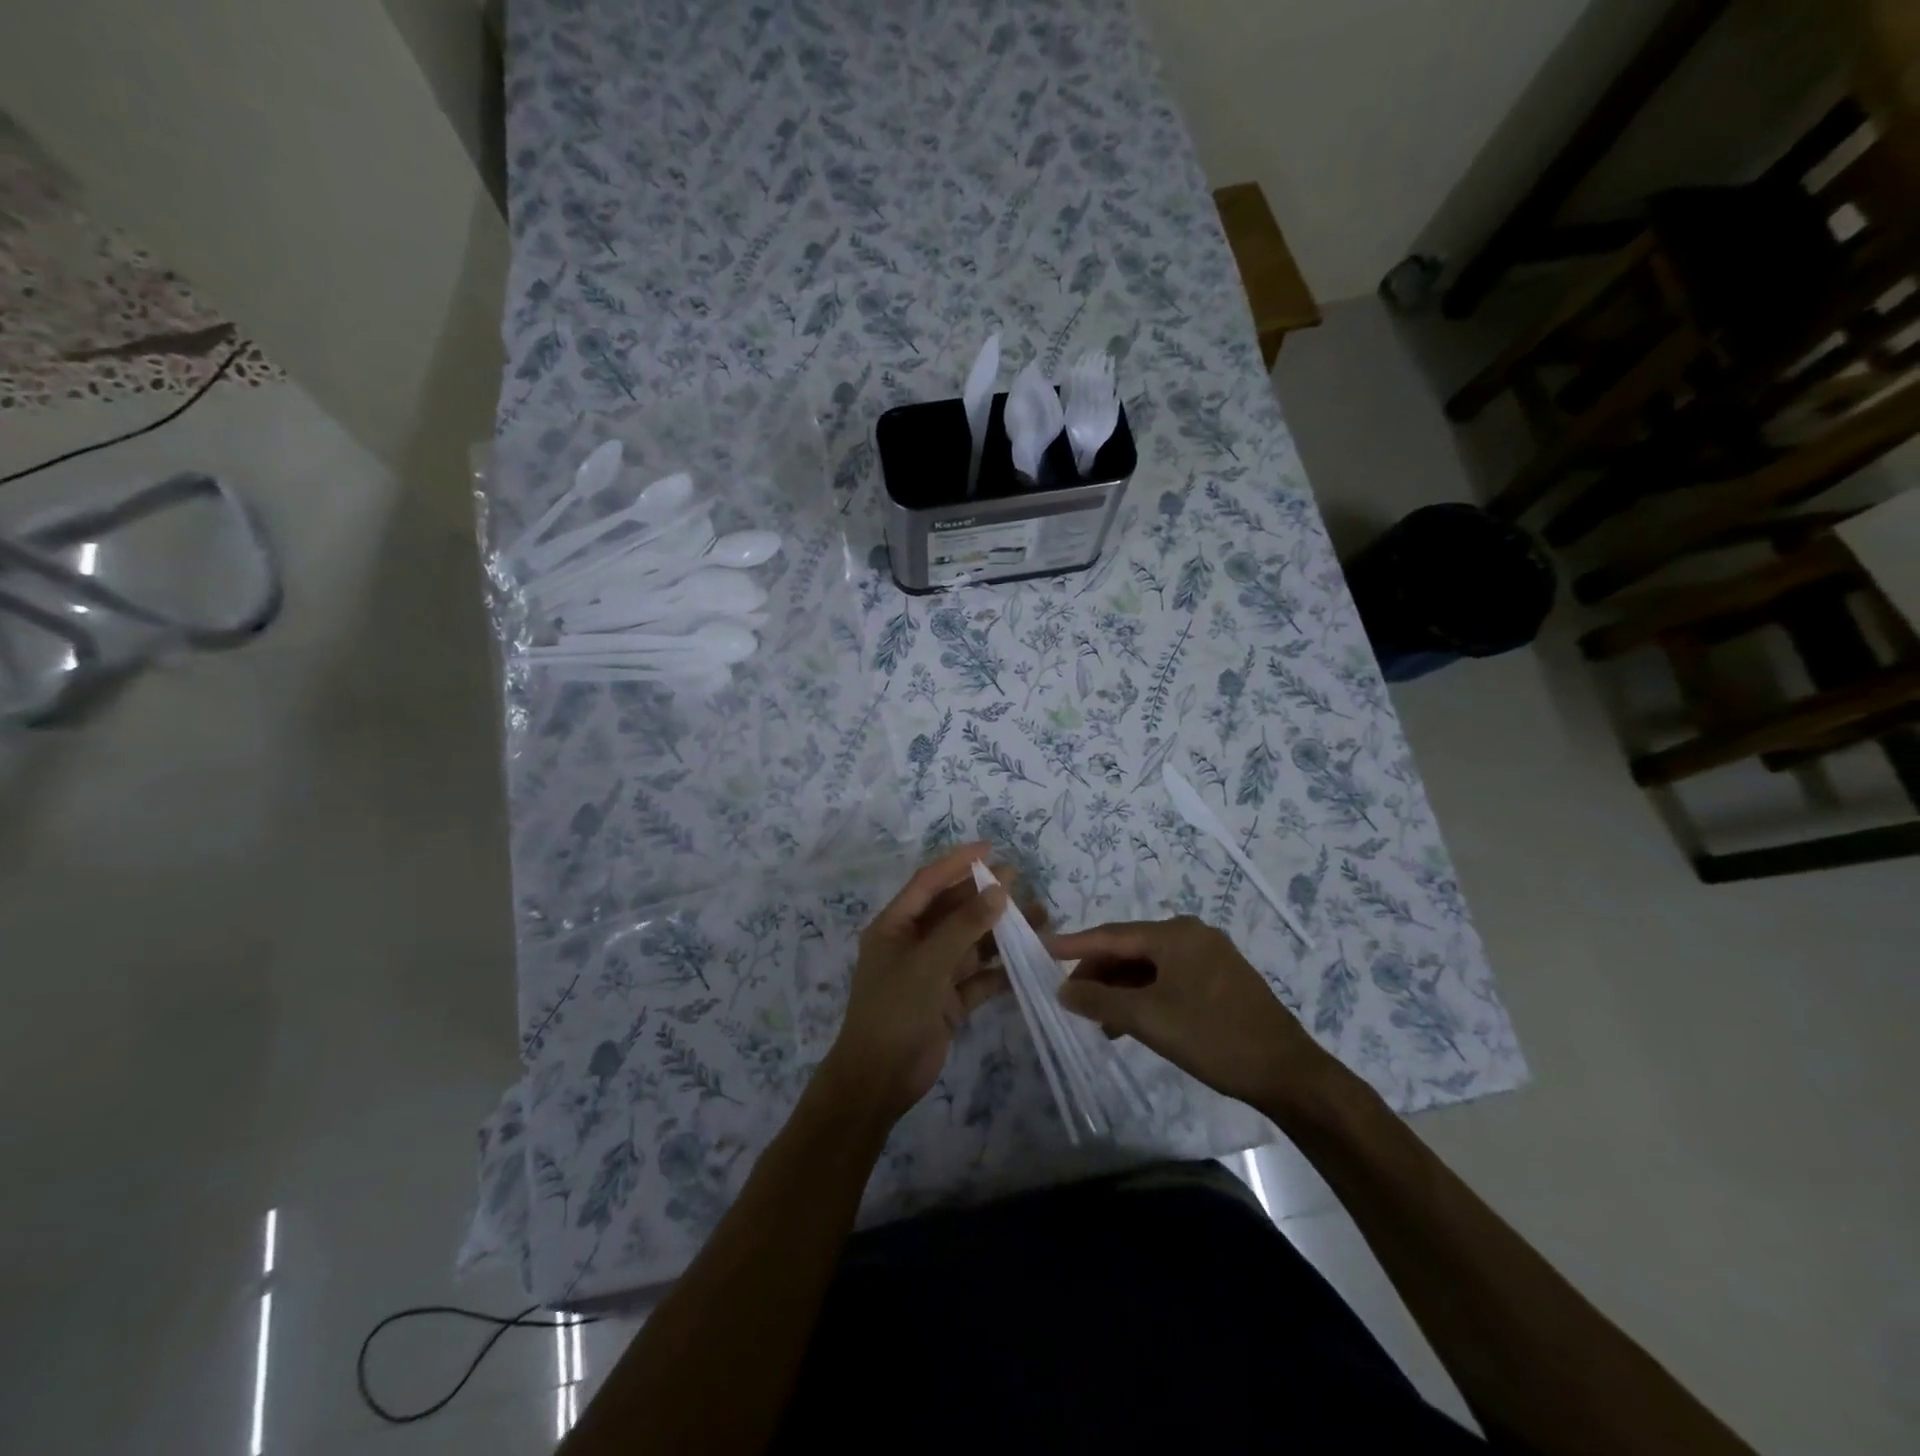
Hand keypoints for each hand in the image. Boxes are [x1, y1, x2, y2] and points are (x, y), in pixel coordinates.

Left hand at [820, 843, 1010, 1124]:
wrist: (878, 1079)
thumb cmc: (895, 1009)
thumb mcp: (928, 962)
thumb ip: (964, 925)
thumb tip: (999, 890)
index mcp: (895, 926)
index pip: (928, 883)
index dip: (957, 863)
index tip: (990, 848)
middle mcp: (913, 943)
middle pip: (953, 911)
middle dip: (985, 896)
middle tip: (1021, 881)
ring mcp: (931, 973)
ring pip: (970, 943)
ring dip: (1000, 932)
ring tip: (1038, 918)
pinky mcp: (948, 1001)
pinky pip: (978, 977)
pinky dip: (1001, 970)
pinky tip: (1030, 960)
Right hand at [1045, 916, 1334, 1115]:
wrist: (1288, 1073)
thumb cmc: (1213, 1037)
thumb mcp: (1149, 1019)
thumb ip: (1100, 1002)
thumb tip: (1063, 990)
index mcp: (1175, 934)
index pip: (1111, 934)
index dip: (1074, 945)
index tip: (1041, 949)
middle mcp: (1191, 935)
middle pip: (1130, 948)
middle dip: (1098, 973)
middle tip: (1069, 998)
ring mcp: (1209, 956)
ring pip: (1149, 966)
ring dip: (1120, 989)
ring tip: (1096, 1019)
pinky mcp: (1220, 980)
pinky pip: (1169, 979)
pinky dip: (1145, 996)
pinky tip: (1130, 1022)